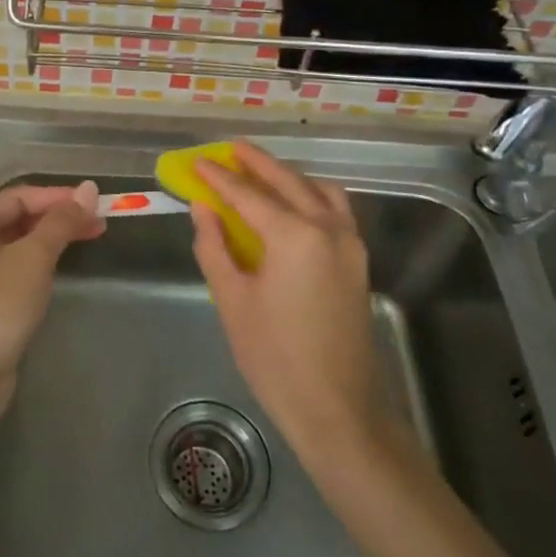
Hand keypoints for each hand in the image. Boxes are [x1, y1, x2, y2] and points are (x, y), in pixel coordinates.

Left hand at [0, 181, 103, 412]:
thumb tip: (88, 189)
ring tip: (88, 240)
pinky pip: (15, 269)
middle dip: (58, 217)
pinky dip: (40, 263)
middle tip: (98, 223)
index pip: (19, 197)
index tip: (94, 203)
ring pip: (18, 245)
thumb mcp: (34, 258)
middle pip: (18, 218)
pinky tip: (61, 269)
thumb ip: (61, 222)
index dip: (58, 196)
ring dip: (52, 240)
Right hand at [191, 143, 385, 462]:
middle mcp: (328, 227)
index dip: (219, 177)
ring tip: (260, 172)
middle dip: (257, 163)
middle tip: (230, 148)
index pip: (248, 195)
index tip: (197, 162)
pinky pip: (335, 210)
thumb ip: (215, 246)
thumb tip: (203, 208)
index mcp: (294, 235)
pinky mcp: (358, 261)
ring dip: (288, 176)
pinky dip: (312, 195)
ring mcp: (349, 243)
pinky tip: (293, 205)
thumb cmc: (274, 357)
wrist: (337, 408)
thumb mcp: (233, 300)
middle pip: (288, 182)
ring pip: (318, 191)